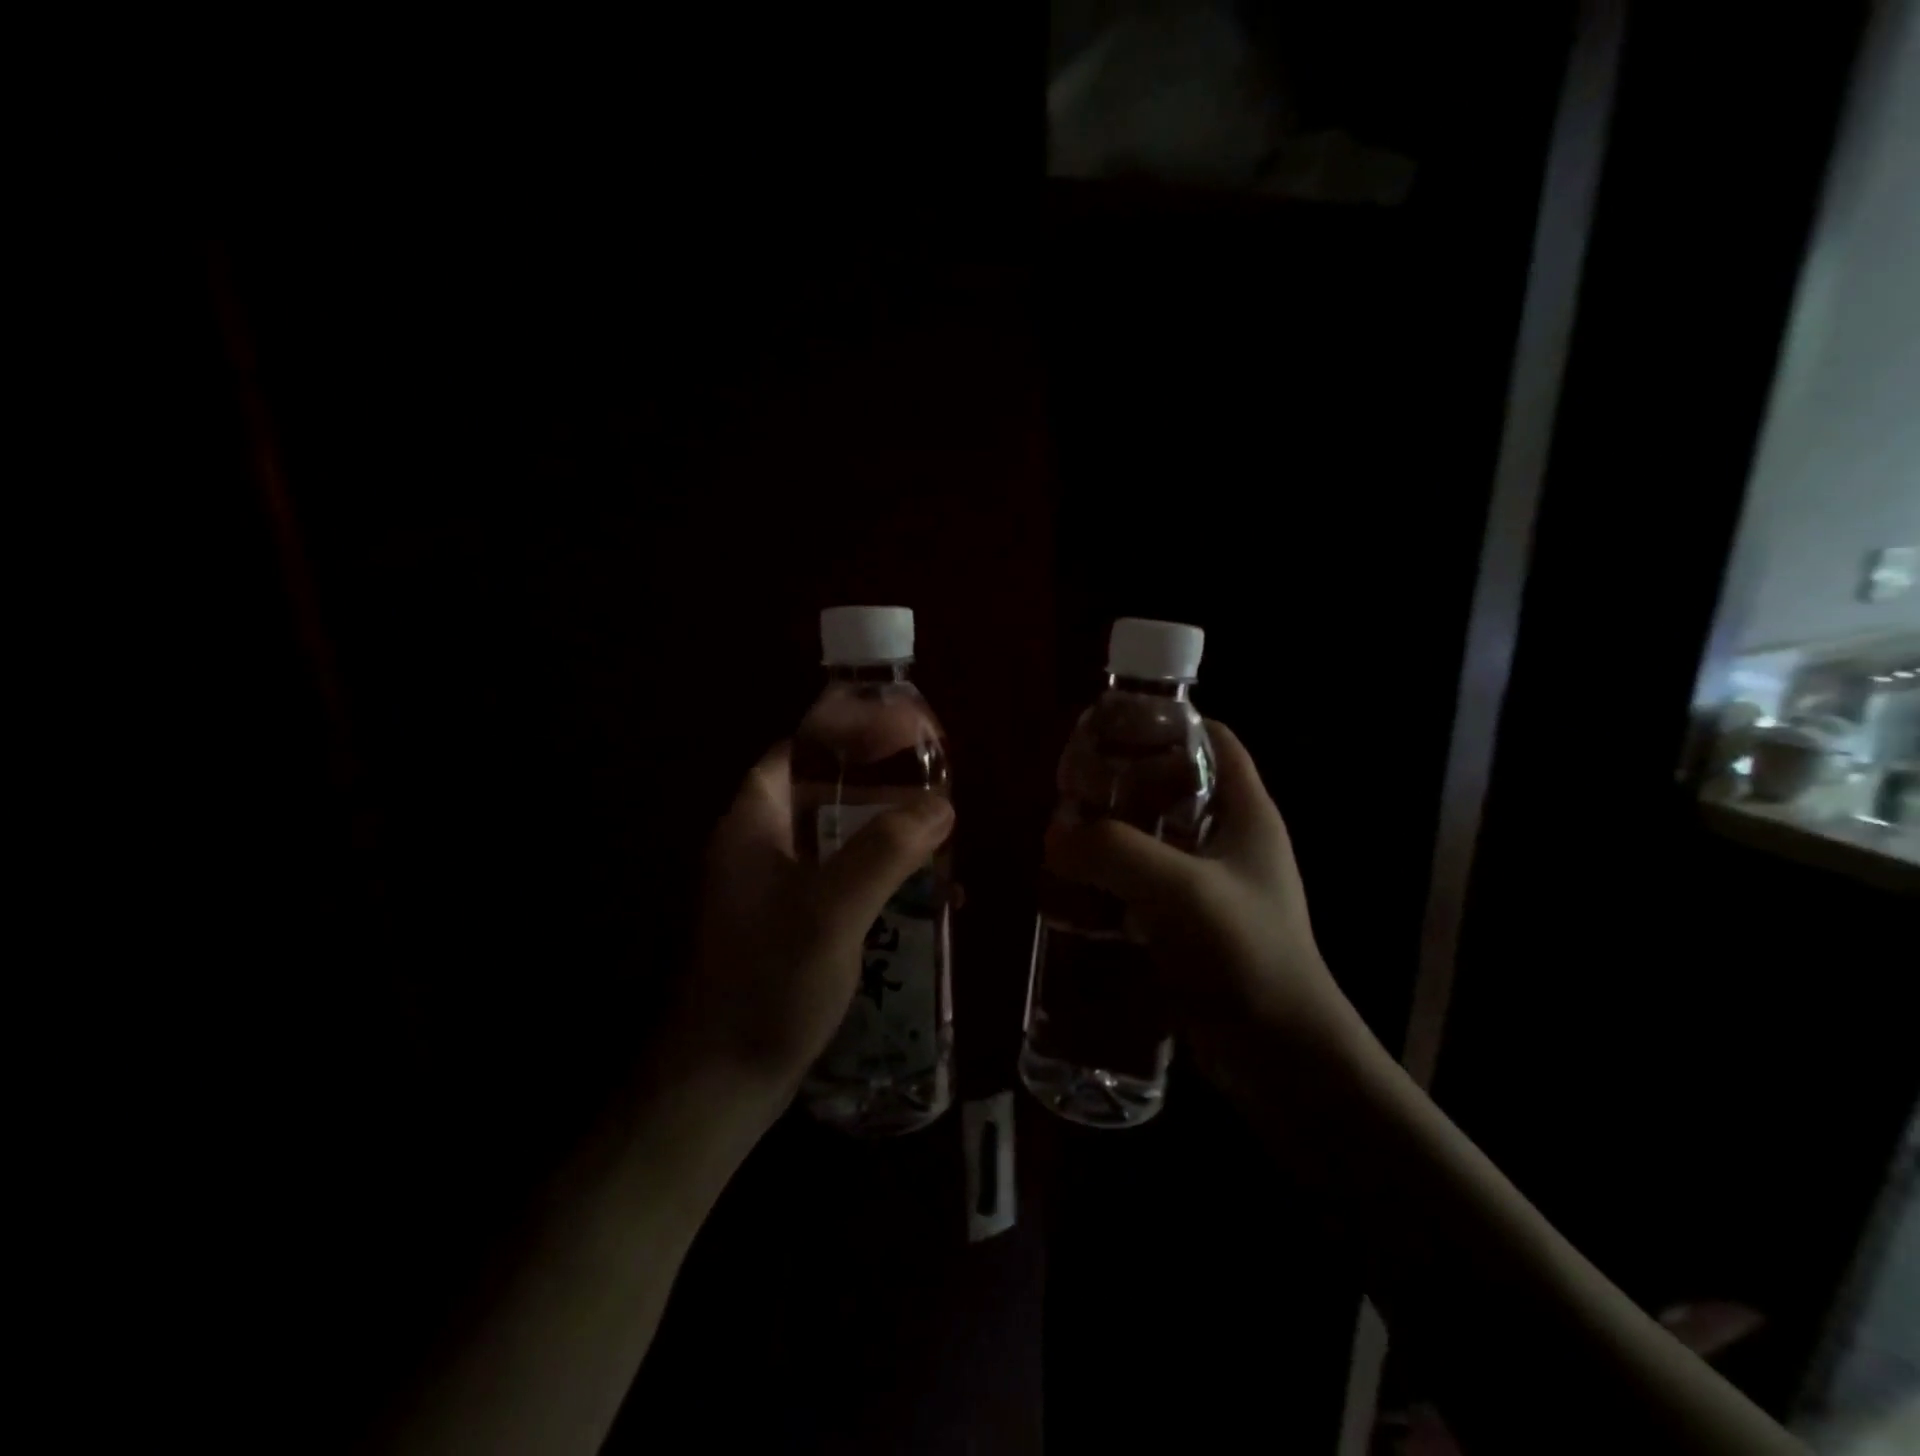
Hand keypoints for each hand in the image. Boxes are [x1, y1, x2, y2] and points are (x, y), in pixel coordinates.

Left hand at [670, 742, 954, 1117]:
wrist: (722, 1084)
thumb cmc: (768, 983)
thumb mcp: (832, 910)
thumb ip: (886, 851)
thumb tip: (940, 804)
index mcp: (753, 827)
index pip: (794, 754)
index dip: (842, 735)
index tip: (896, 733)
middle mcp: (758, 850)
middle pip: (820, 795)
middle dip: (876, 785)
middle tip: (931, 784)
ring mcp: (773, 893)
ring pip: (835, 842)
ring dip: (884, 835)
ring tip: (938, 836)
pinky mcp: (790, 929)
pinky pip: (841, 884)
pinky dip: (879, 879)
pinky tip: (924, 898)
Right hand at [1043, 721, 1361, 1083]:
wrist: (1283, 1060)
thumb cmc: (1247, 956)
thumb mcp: (1179, 890)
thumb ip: (1113, 851)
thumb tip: (1054, 837)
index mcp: (1245, 812)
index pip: (1210, 739)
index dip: (1164, 725)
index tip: (1109, 732)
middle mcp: (1228, 840)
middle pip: (1169, 787)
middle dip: (1119, 785)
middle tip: (1069, 793)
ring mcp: (1209, 885)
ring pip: (1149, 838)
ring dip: (1107, 838)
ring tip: (1062, 844)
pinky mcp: (1188, 925)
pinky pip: (1141, 886)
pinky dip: (1108, 883)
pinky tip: (1073, 896)